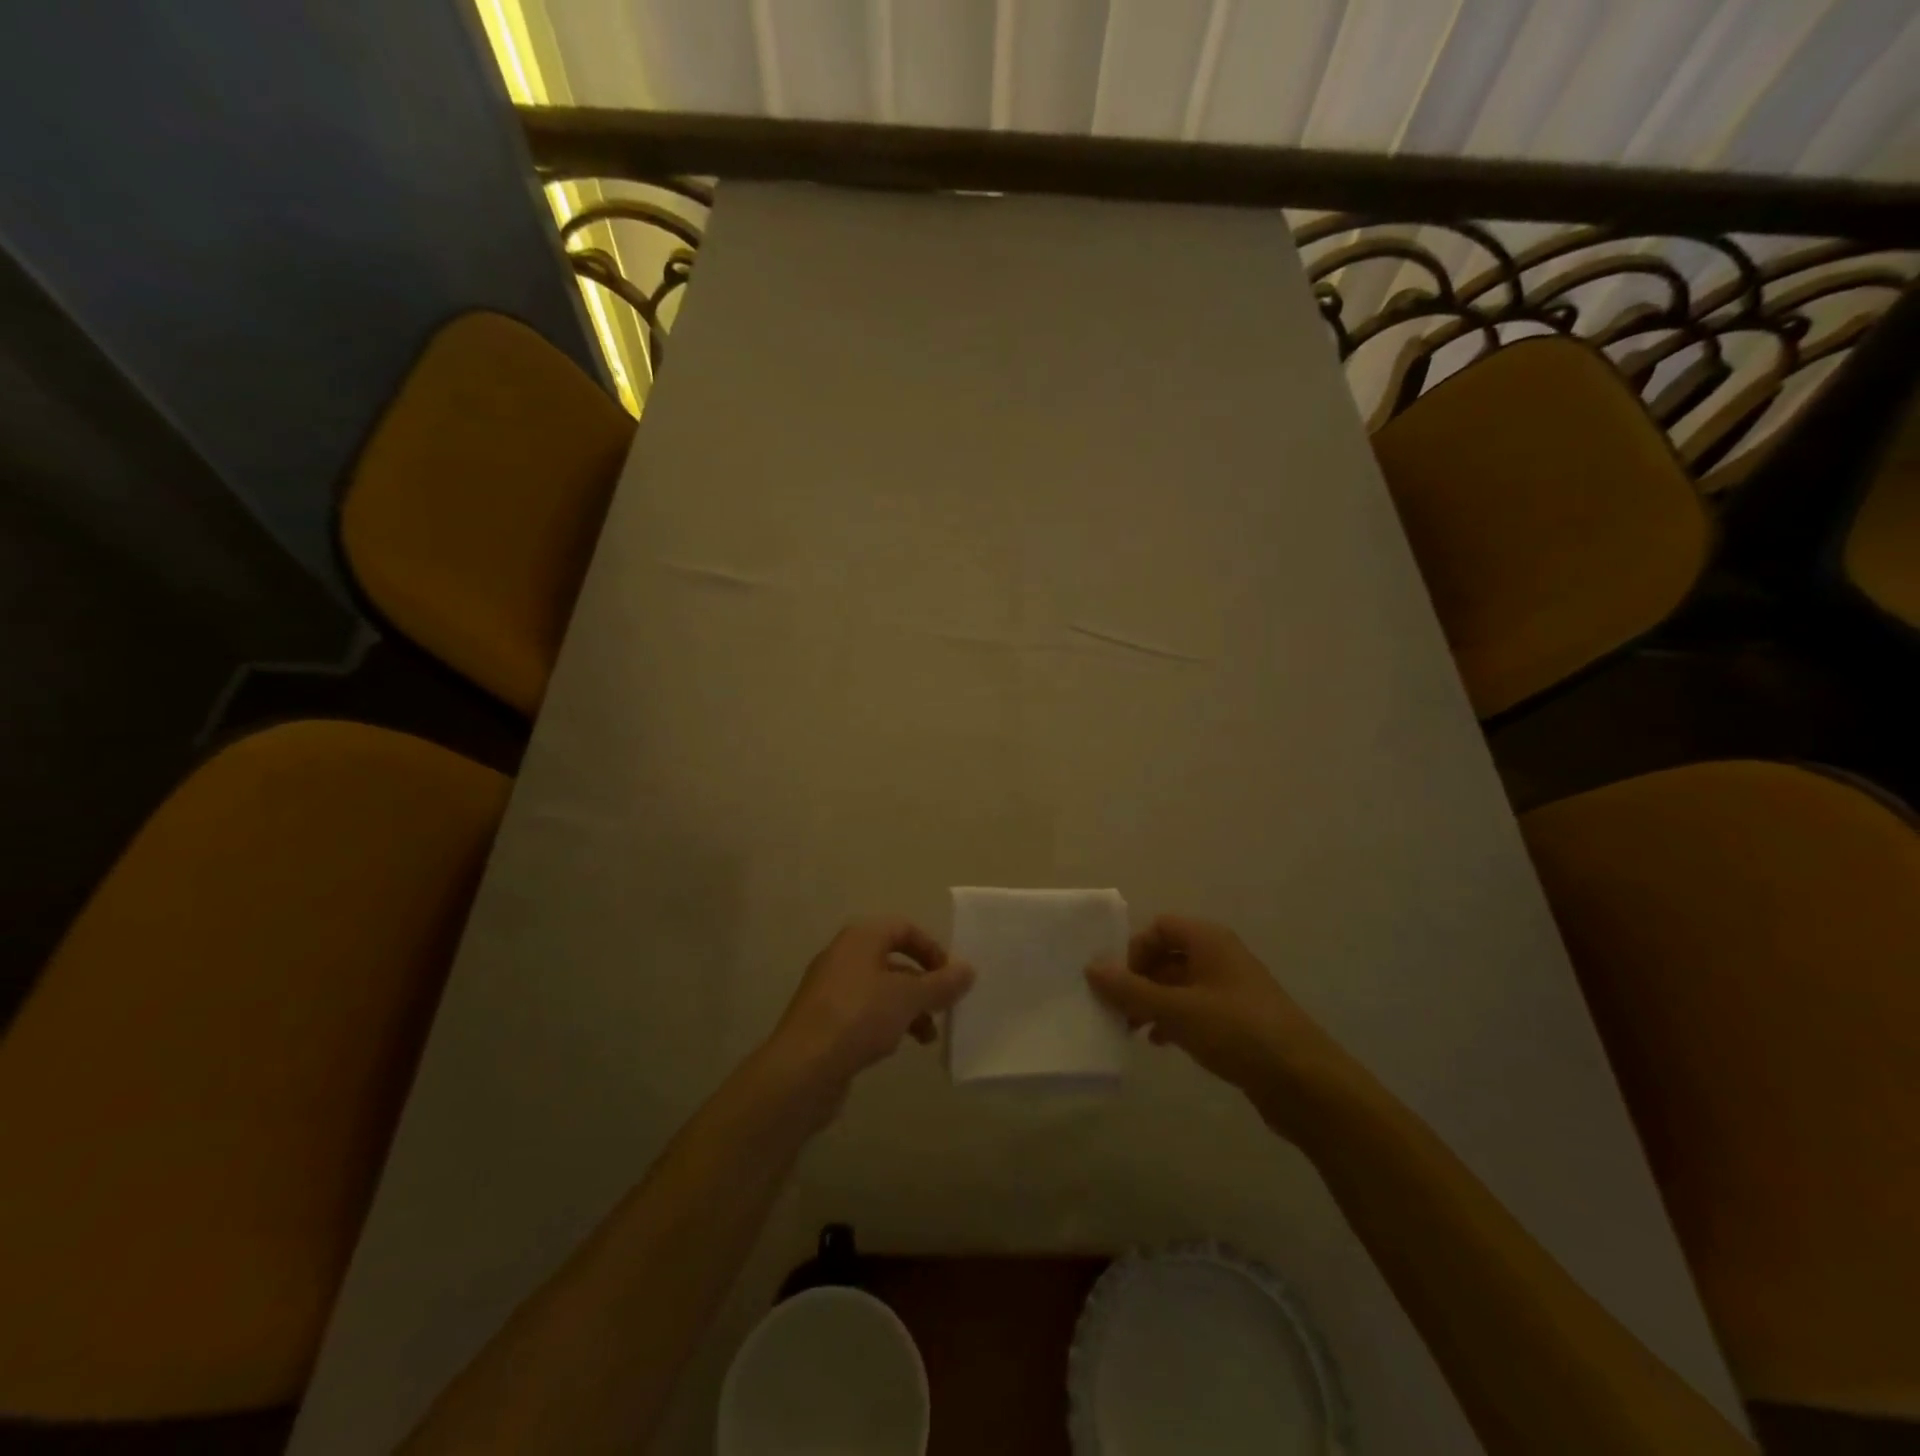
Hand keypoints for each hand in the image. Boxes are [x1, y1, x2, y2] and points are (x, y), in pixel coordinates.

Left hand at [769, 919, 975, 1088]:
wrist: (802, 1069)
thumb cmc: (859, 1018)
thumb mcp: (908, 998)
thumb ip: (940, 984)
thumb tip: (968, 970)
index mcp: (860, 938)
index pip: (903, 928)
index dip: (931, 949)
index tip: (950, 977)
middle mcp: (843, 956)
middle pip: (893, 960)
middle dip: (923, 984)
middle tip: (944, 1007)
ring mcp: (830, 989)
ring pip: (880, 990)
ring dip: (909, 1009)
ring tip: (928, 1037)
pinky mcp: (825, 1020)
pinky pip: (864, 1012)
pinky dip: (886, 1023)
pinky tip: (896, 1046)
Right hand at [1086, 915, 1343, 1132]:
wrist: (1305, 1083)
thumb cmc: (1237, 1032)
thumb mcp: (1176, 1010)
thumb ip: (1130, 989)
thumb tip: (1091, 967)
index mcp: (1209, 940)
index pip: (1159, 927)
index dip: (1135, 950)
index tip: (1119, 983)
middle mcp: (1220, 957)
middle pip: (1167, 955)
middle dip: (1139, 980)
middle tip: (1117, 1010)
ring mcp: (1231, 989)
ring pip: (1179, 985)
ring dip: (1152, 1003)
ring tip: (1131, 1030)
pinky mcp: (1238, 1021)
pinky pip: (1194, 1009)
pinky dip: (1172, 1020)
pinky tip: (1160, 1043)